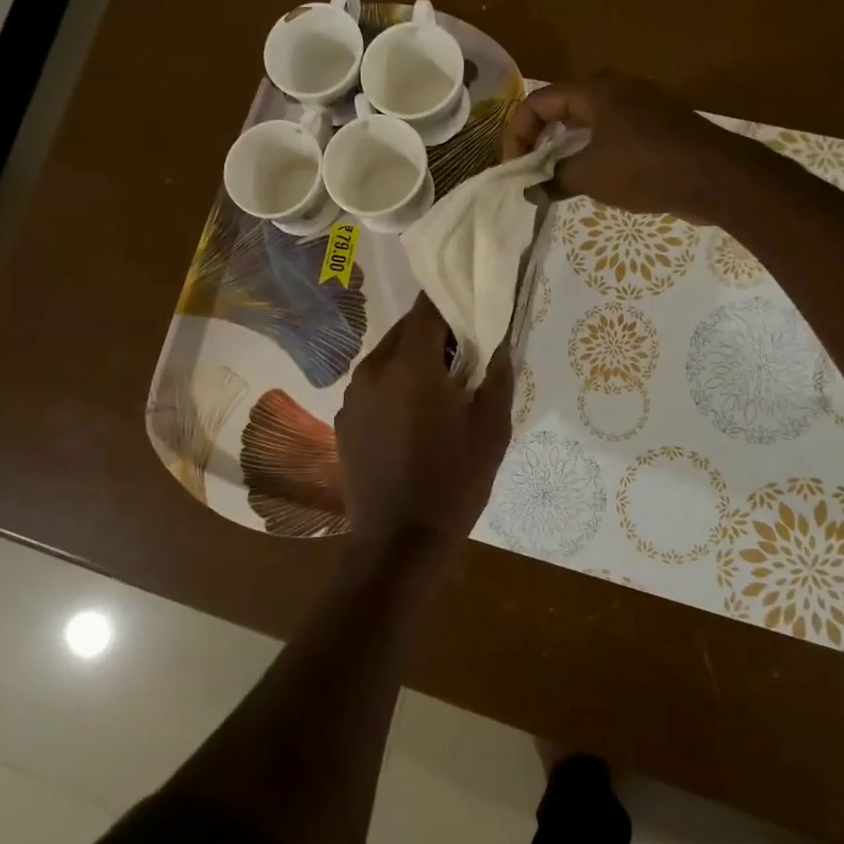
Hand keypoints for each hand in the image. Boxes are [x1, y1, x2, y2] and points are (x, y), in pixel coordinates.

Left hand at [336, 294, 514, 553]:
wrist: (400, 542)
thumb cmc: (454, 481)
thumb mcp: (491, 429)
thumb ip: (497, 375)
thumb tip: (499, 342)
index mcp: (411, 364)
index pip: (428, 308)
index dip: (451, 302)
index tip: (471, 308)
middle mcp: (373, 369)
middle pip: (405, 330)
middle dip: (433, 333)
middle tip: (462, 356)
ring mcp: (353, 396)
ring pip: (386, 357)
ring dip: (412, 360)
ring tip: (438, 390)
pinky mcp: (344, 420)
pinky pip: (372, 386)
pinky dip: (393, 387)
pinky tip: (411, 419)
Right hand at [501, 75, 757, 222]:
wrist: (717, 177)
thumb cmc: (646, 168)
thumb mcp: (590, 176)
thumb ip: (553, 180)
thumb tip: (530, 190)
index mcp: (595, 91)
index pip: (538, 103)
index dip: (518, 135)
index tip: (516, 169)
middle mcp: (616, 89)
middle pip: (562, 109)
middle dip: (540, 142)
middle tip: (533, 174)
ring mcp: (641, 106)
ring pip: (588, 124)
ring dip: (567, 151)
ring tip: (558, 182)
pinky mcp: (658, 127)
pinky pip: (612, 135)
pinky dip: (593, 154)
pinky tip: (593, 182)